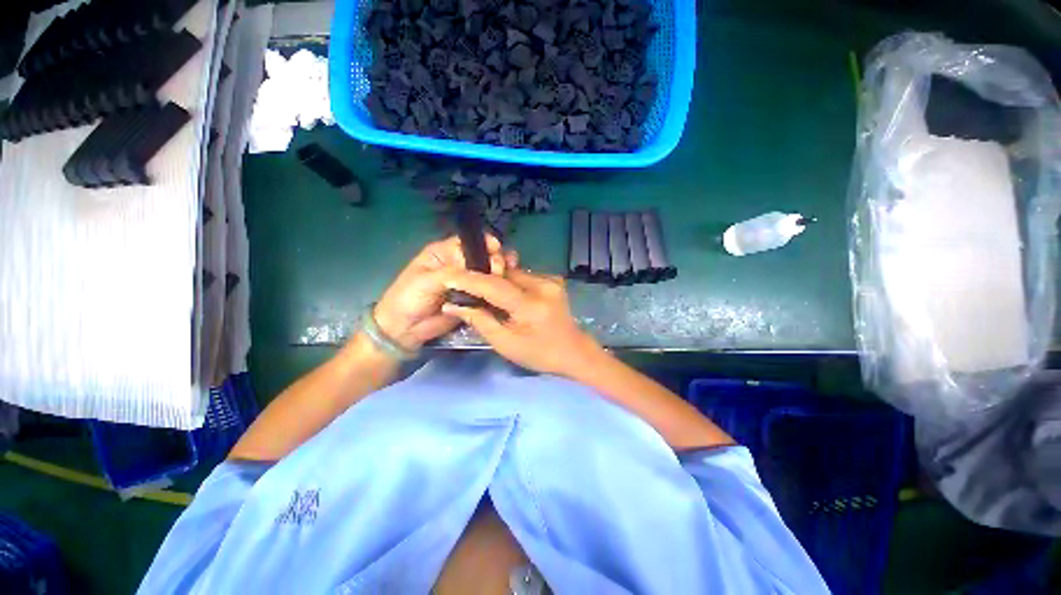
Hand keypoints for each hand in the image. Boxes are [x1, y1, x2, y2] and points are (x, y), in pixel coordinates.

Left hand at [373, 235, 511, 350]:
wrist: (405, 329)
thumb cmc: (409, 298)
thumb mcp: (427, 280)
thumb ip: (454, 273)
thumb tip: (482, 270)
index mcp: (444, 253)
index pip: (469, 242)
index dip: (485, 243)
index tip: (497, 247)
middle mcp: (458, 264)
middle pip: (483, 256)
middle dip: (496, 258)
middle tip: (501, 269)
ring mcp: (467, 282)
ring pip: (488, 273)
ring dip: (500, 273)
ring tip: (510, 275)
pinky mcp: (473, 298)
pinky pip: (487, 291)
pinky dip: (497, 289)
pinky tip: (507, 288)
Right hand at [441, 268, 601, 375]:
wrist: (573, 351)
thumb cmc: (539, 354)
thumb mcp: (506, 343)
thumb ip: (480, 321)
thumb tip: (453, 306)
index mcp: (531, 305)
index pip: (494, 285)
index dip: (469, 280)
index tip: (447, 278)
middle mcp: (543, 285)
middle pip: (503, 275)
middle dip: (482, 279)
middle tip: (464, 288)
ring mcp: (550, 280)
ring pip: (513, 273)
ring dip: (497, 281)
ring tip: (484, 293)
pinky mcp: (553, 280)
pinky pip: (524, 276)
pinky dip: (511, 283)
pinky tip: (507, 296)